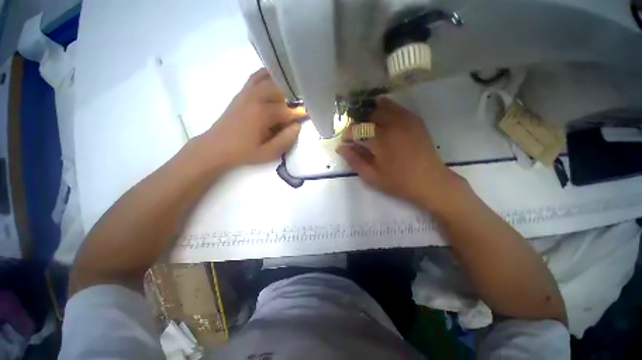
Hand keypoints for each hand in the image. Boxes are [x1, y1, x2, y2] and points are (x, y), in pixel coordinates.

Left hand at [198, 68, 305, 169]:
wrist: (216, 147)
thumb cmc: (244, 152)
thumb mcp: (268, 153)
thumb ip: (285, 139)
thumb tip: (297, 126)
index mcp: (262, 114)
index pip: (288, 110)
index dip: (301, 112)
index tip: (311, 113)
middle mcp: (255, 98)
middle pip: (280, 90)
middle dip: (294, 95)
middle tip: (303, 102)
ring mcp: (247, 92)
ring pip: (269, 79)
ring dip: (283, 82)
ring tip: (294, 88)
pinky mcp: (242, 92)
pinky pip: (256, 77)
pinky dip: (267, 74)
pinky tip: (276, 77)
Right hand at [337, 97, 462, 207]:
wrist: (430, 181)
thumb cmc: (398, 182)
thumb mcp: (371, 176)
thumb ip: (354, 160)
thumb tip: (340, 148)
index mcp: (381, 140)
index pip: (357, 129)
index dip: (347, 134)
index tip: (345, 141)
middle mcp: (393, 124)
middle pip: (368, 115)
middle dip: (358, 123)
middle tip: (356, 134)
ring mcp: (406, 120)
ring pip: (382, 107)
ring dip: (370, 114)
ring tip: (367, 125)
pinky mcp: (415, 120)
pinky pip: (396, 108)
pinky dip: (385, 108)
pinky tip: (382, 116)